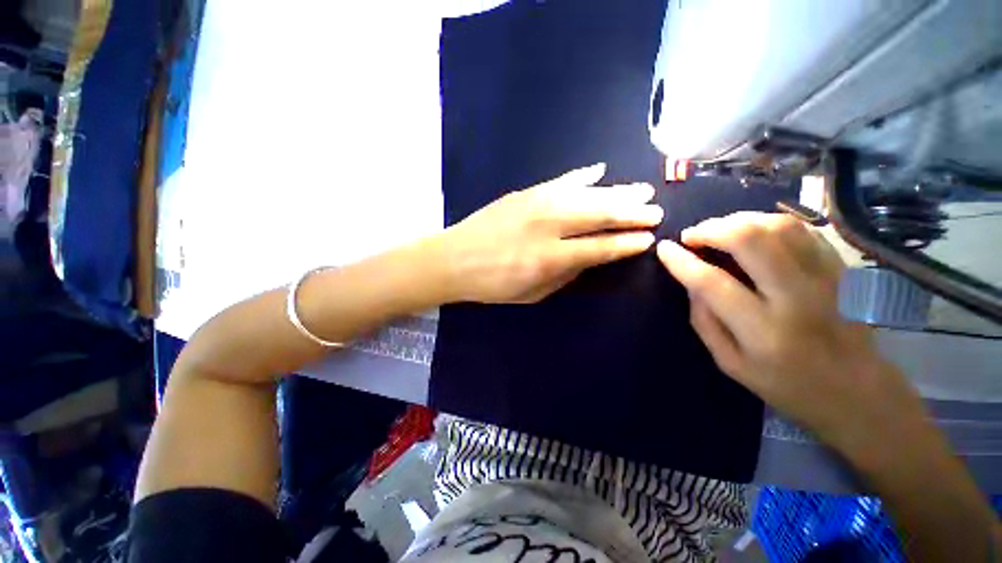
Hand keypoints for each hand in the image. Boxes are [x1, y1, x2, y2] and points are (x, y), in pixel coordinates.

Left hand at [439, 163, 661, 303]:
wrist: (453, 259)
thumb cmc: (492, 284)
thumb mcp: (532, 293)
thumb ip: (564, 275)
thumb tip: (589, 258)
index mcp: (550, 258)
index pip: (599, 247)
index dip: (625, 243)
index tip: (647, 239)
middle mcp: (548, 226)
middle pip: (599, 215)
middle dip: (631, 213)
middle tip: (655, 211)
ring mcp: (536, 204)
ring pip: (586, 194)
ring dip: (617, 192)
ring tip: (641, 190)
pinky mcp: (524, 193)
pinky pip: (560, 181)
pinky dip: (582, 176)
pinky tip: (600, 171)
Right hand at [656, 212, 919, 447]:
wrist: (857, 391)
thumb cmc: (786, 384)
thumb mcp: (730, 363)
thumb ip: (704, 320)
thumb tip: (690, 282)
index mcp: (763, 330)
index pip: (711, 282)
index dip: (681, 261)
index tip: (664, 249)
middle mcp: (797, 298)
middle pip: (750, 240)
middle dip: (711, 229)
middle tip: (692, 236)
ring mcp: (826, 277)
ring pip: (778, 225)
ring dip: (739, 220)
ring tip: (719, 231)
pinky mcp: (842, 268)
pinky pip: (802, 228)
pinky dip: (769, 222)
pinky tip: (753, 232)